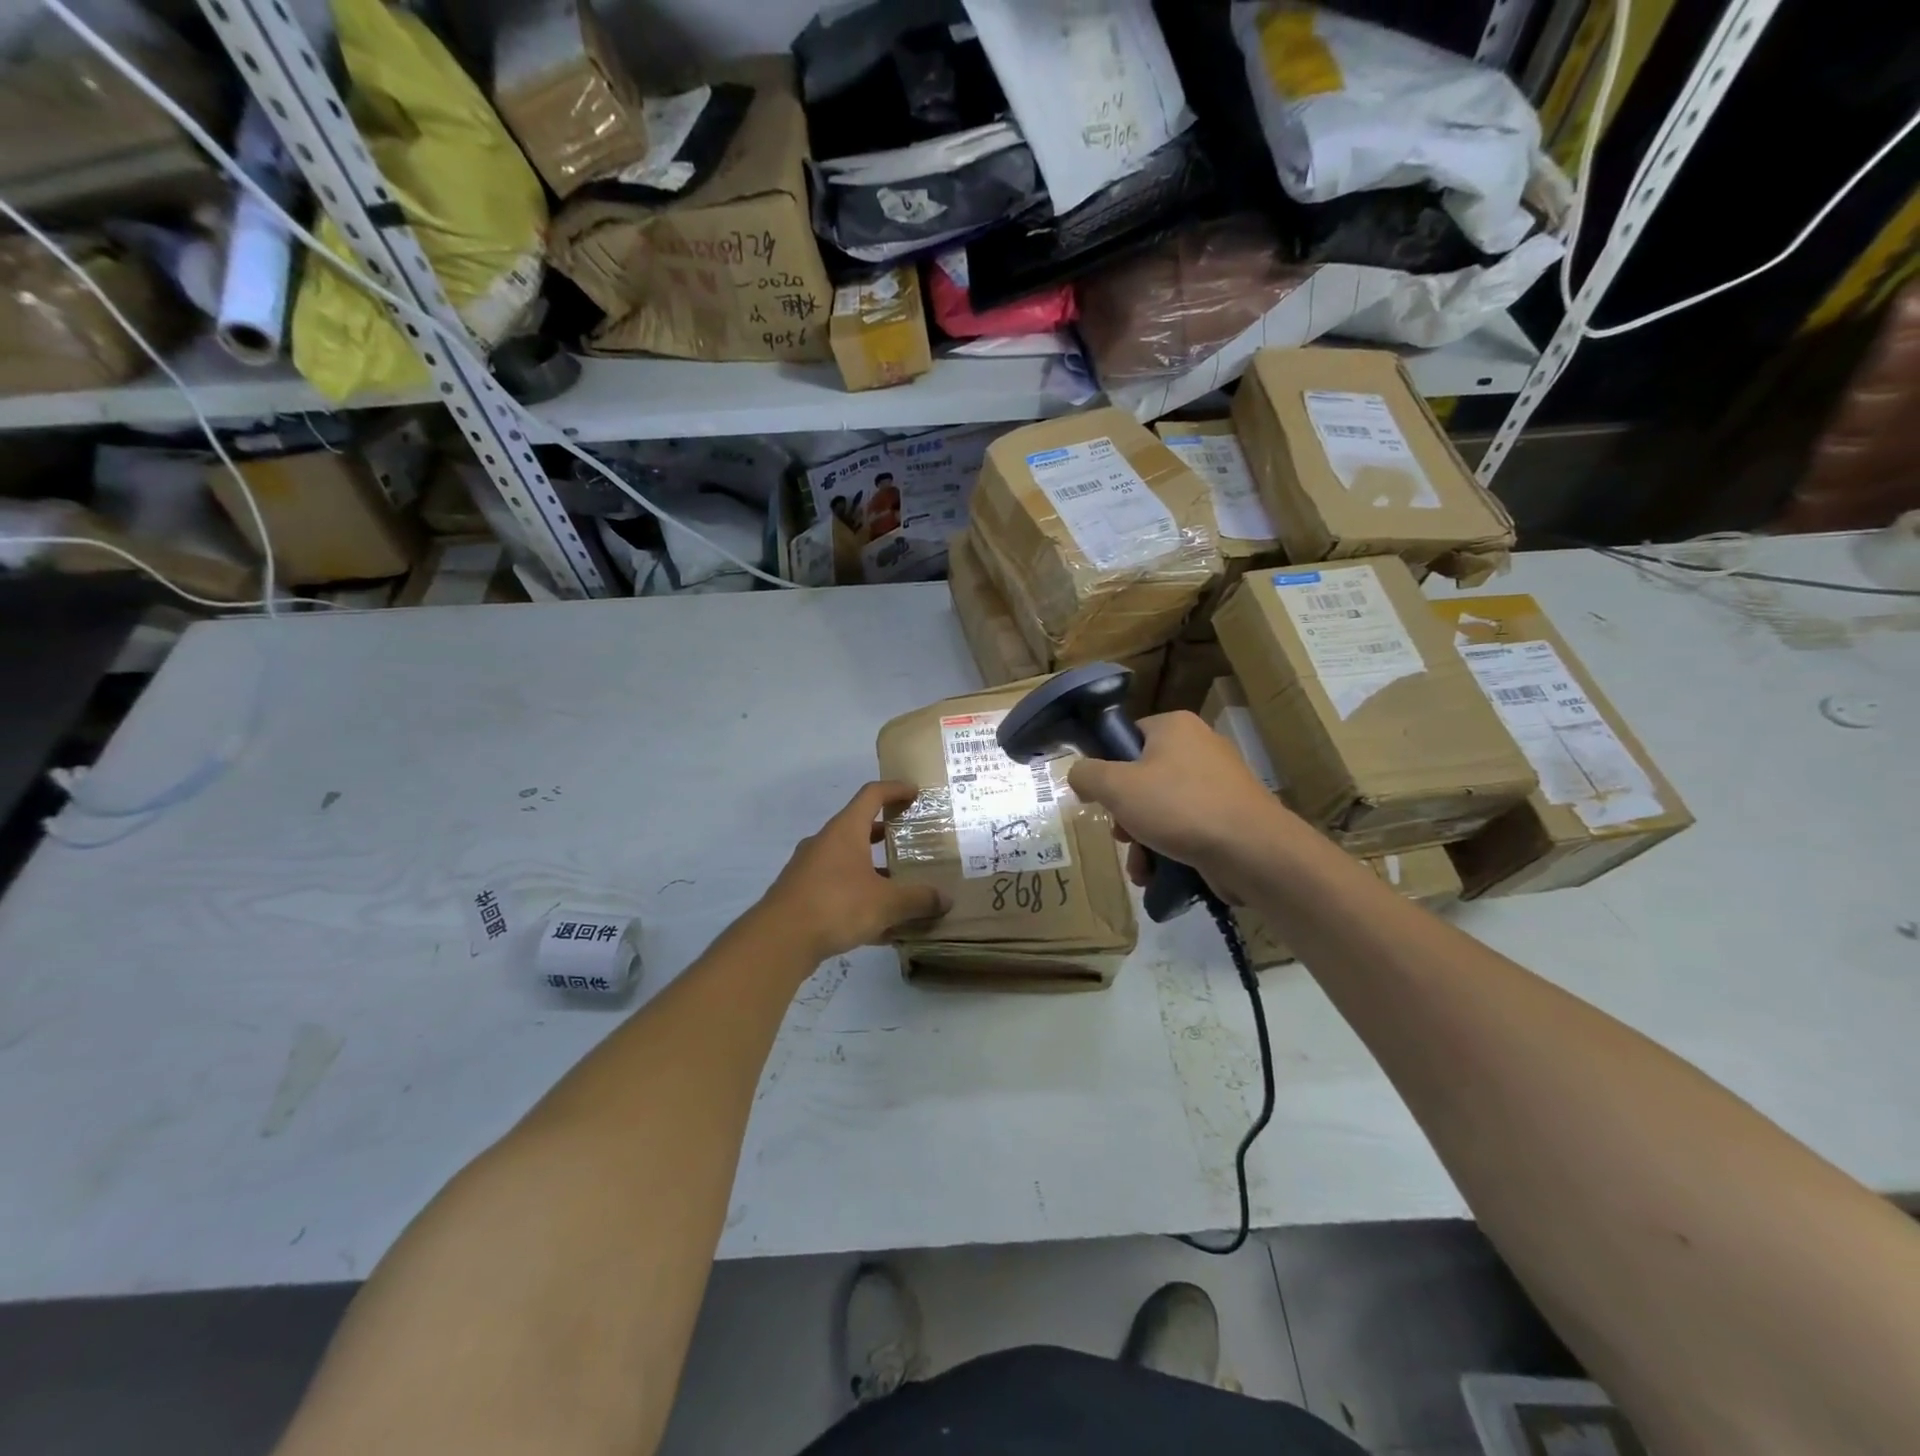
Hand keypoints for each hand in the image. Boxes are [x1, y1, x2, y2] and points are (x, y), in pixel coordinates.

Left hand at [755, 781, 951, 962]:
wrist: (778, 940)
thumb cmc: (836, 905)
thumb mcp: (886, 903)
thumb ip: (917, 899)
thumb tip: (945, 900)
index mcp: (845, 831)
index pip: (871, 795)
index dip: (894, 789)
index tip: (914, 792)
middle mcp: (825, 843)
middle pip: (859, 828)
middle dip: (886, 833)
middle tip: (911, 840)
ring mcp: (809, 869)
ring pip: (848, 861)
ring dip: (873, 869)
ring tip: (900, 885)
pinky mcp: (802, 895)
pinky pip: (838, 888)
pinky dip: (860, 897)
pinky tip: (880, 925)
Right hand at [1067, 712, 1303, 902]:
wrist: (1252, 851)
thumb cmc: (1179, 807)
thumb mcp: (1117, 787)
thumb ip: (1087, 775)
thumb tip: (1078, 774)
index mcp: (1174, 727)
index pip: (1128, 737)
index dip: (1108, 768)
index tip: (1099, 798)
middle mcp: (1199, 746)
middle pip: (1142, 778)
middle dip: (1125, 815)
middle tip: (1121, 835)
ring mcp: (1219, 783)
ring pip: (1162, 808)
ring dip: (1143, 839)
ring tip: (1140, 865)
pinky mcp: (1230, 815)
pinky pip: (1186, 827)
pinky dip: (1169, 849)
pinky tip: (1159, 873)